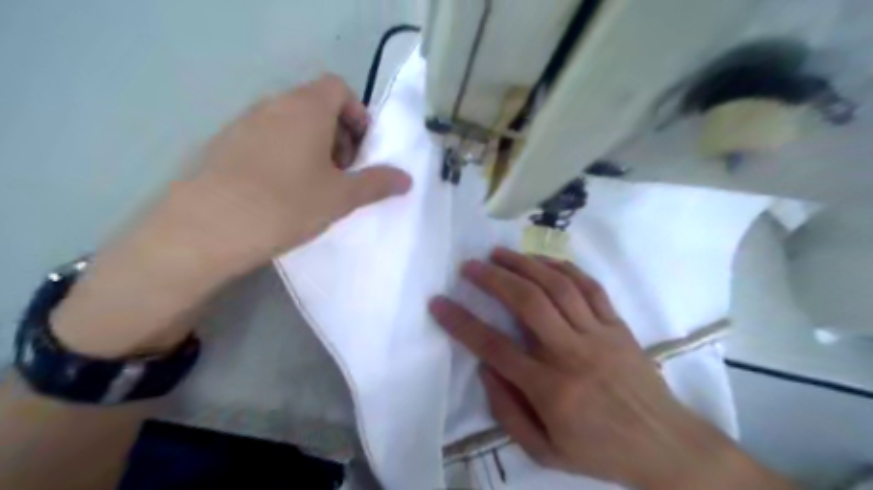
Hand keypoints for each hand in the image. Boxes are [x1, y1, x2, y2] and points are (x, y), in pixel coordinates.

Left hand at [176, 74, 412, 268]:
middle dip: (338, 135)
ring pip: (290, 123)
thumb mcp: (342, 197)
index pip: (339, 88)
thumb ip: (377, 183)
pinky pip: (265, 139)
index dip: (357, 115)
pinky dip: (284, 155)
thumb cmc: (287, 204)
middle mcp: (273, 105)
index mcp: (306, 108)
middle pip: (316, 105)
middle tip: (342, 173)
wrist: (206, 229)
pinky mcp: (223, 145)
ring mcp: (243, 123)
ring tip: (313, 186)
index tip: (361, 151)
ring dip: (311, 147)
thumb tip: (407, 179)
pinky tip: (281, 192)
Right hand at [429, 250, 791, 489]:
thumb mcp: (544, 451)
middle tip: (470, 266)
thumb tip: (485, 368)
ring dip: (525, 264)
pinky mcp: (618, 324)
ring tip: (499, 253)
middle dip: (493, 278)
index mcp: (551, 390)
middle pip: (528, 302)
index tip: (439, 303)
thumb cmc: (600, 451)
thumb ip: (507, 411)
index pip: (494, 347)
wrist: (666, 445)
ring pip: (558, 286)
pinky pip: (590, 286)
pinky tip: (543, 260)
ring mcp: (599, 334)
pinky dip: (564, 267)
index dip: (461, 323)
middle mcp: (573, 354)